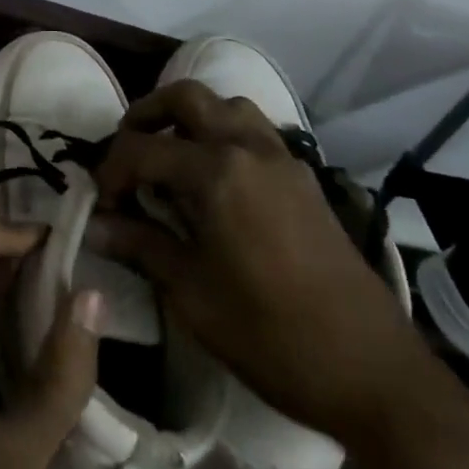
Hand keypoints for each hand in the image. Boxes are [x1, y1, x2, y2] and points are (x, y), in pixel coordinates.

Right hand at [91, 81, 430, 446]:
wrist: (372, 371)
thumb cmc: (271, 335)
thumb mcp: (192, 295)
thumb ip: (141, 246)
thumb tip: (95, 226)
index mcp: (216, 172)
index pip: (143, 149)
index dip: (112, 171)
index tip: (100, 203)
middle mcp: (247, 147)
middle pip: (186, 97)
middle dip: (147, 114)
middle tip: (128, 150)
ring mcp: (282, 158)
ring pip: (227, 104)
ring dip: (191, 116)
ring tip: (172, 155)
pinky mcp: (303, 177)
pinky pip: (255, 130)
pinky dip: (225, 133)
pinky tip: (217, 178)